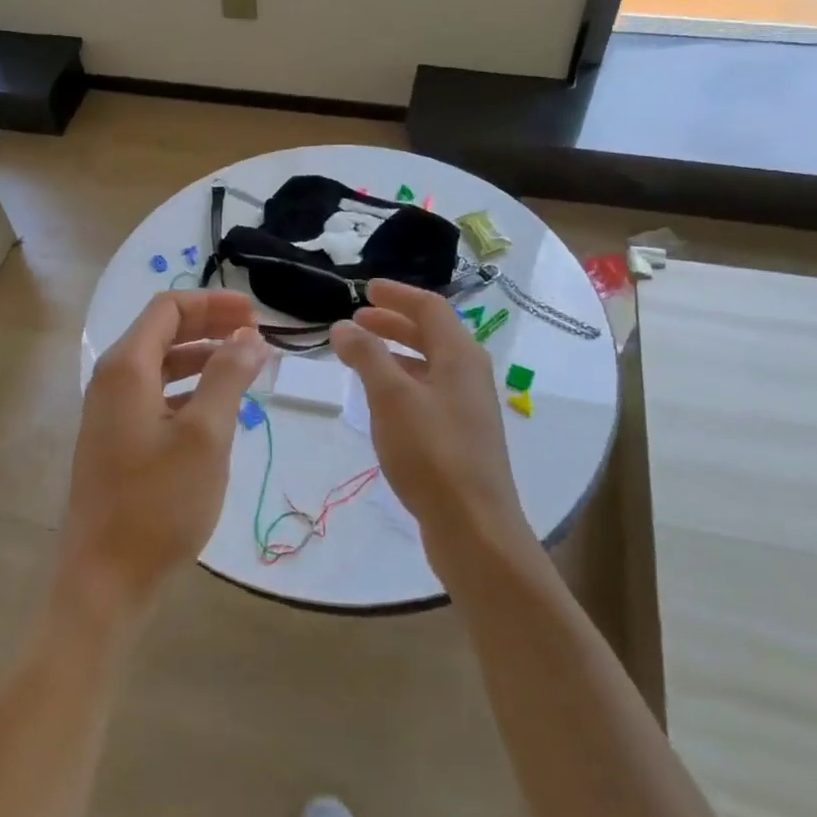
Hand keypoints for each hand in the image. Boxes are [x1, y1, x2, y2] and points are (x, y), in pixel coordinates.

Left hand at [61, 291, 269, 613]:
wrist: (106, 579)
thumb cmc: (159, 503)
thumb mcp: (205, 436)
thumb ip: (228, 377)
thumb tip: (249, 336)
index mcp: (126, 367)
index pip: (167, 308)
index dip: (212, 303)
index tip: (254, 313)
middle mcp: (111, 380)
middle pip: (162, 332)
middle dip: (210, 325)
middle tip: (256, 333)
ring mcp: (110, 412)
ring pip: (160, 365)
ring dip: (202, 357)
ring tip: (246, 365)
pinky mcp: (117, 439)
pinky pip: (156, 395)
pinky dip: (189, 388)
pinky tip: (218, 406)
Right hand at [331, 280, 533, 550]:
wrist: (474, 527)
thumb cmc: (431, 452)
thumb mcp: (391, 397)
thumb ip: (367, 356)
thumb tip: (343, 326)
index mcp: (460, 356)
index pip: (430, 308)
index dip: (397, 295)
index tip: (365, 289)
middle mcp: (469, 374)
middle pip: (431, 334)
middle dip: (393, 323)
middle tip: (356, 320)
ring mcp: (468, 407)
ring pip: (429, 364)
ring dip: (395, 353)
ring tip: (361, 356)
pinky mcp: (461, 436)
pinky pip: (428, 392)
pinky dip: (402, 382)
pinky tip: (381, 400)